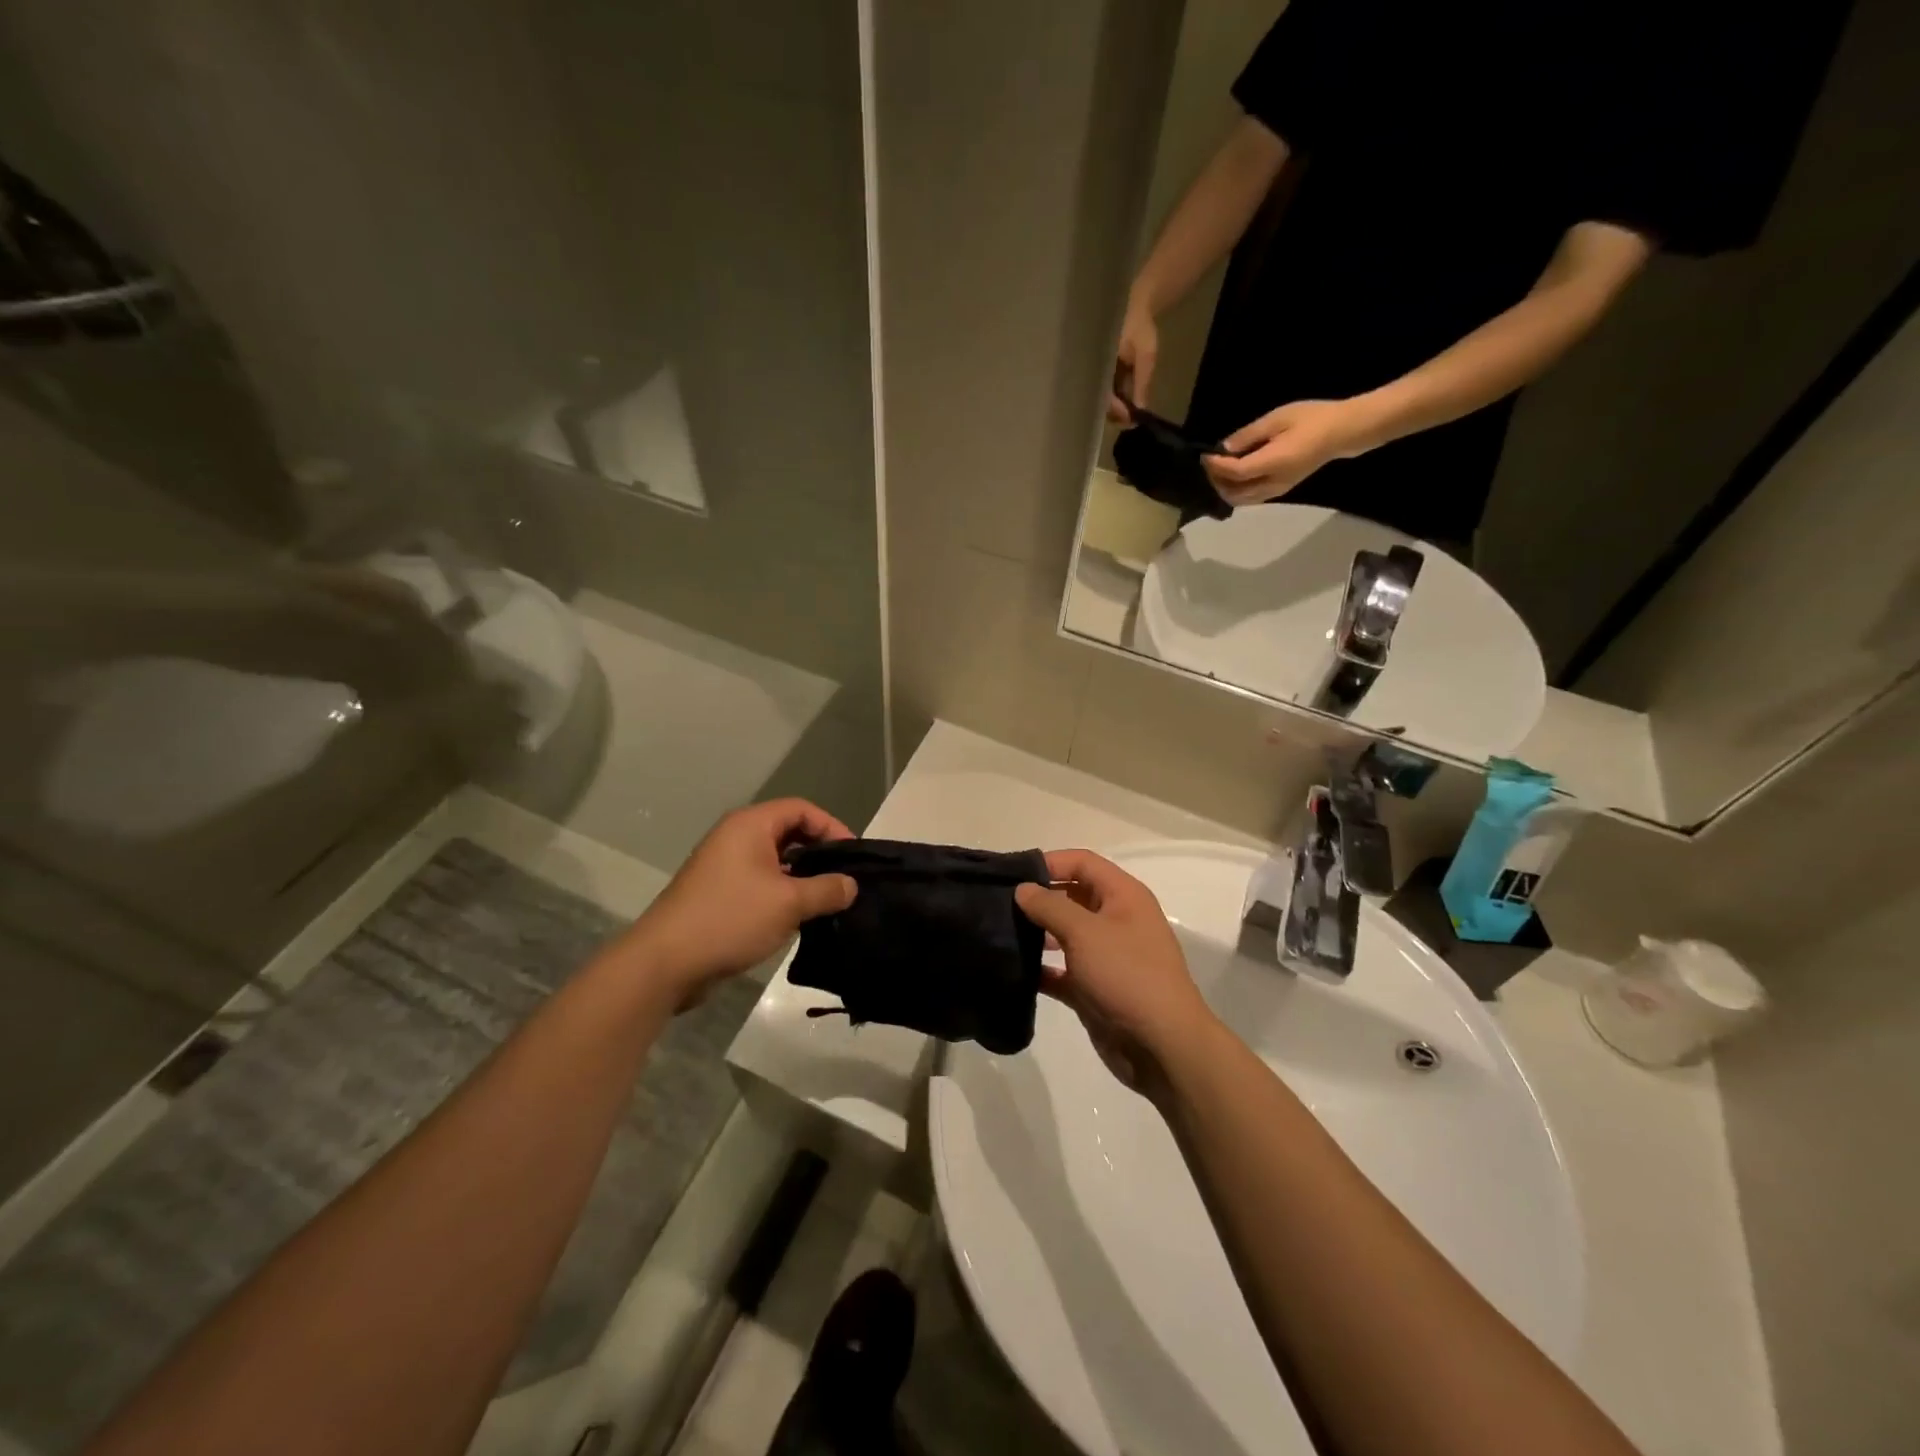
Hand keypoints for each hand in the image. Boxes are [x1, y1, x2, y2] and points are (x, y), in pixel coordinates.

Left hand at [623, 799, 856, 1006]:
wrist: (665, 962)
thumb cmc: (730, 918)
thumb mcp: (789, 903)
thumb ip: (827, 890)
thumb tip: (851, 885)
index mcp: (750, 825)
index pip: (802, 810)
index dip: (832, 827)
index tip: (853, 857)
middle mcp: (736, 837)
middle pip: (789, 833)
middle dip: (819, 854)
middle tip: (845, 879)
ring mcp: (724, 866)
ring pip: (776, 861)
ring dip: (802, 878)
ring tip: (828, 901)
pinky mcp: (719, 894)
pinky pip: (761, 883)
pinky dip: (783, 894)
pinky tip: (799, 918)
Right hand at [1014, 850, 1219, 1095]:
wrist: (1162, 1046)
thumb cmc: (1127, 975)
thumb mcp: (1086, 932)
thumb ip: (1050, 906)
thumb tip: (1023, 889)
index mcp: (1123, 896)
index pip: (1082, 862)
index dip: (1049, 862)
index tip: (1011, 873)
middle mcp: (1116, 920)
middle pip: (1071, 895)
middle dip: (1038, 897)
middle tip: (997, 903)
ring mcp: (1106, 956)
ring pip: (1065, 933)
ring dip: (1036, 932)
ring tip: (998, 933)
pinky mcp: (1094, 988)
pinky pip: (1062, 970)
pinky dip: (1041, 968)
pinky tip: (1012, 969)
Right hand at [1107, 296, 1159, 422]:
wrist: (1137, 303)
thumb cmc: (1140, 325)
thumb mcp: (1146, 355)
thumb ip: (1142, 383)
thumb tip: (1140, 410)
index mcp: (1098, 364)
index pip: (1103, 395)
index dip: (1117, 410)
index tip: (1131, 419)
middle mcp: (1092, 369)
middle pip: (1100, 400)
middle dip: (1116, 413)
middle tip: (1133, 420)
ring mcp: (1096, 370)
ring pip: (1103, 397)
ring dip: (1117, 407)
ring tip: (1132, 412)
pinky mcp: (1101, 370)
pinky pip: (1106, 389)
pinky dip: (1117, 397)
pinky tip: (1128, 401)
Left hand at [1202, 398, 1376, 505]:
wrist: (1342, 432)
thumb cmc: (1312, 419)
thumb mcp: (1278, 419)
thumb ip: (1249, 435)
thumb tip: (1225, 448)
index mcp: (1274, 463)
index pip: (1236, 473)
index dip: (1217, 466)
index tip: (1205, 454)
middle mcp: (1273, 482)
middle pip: (1234, 493)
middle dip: (1216, 480)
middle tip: (1209, 463)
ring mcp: (1278, 490)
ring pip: (1242, 500)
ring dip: (1225, 488)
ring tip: (1218, 470)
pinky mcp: (1281, 490)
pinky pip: (1251, 498)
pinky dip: (1236, 491)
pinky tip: (1233, 476)